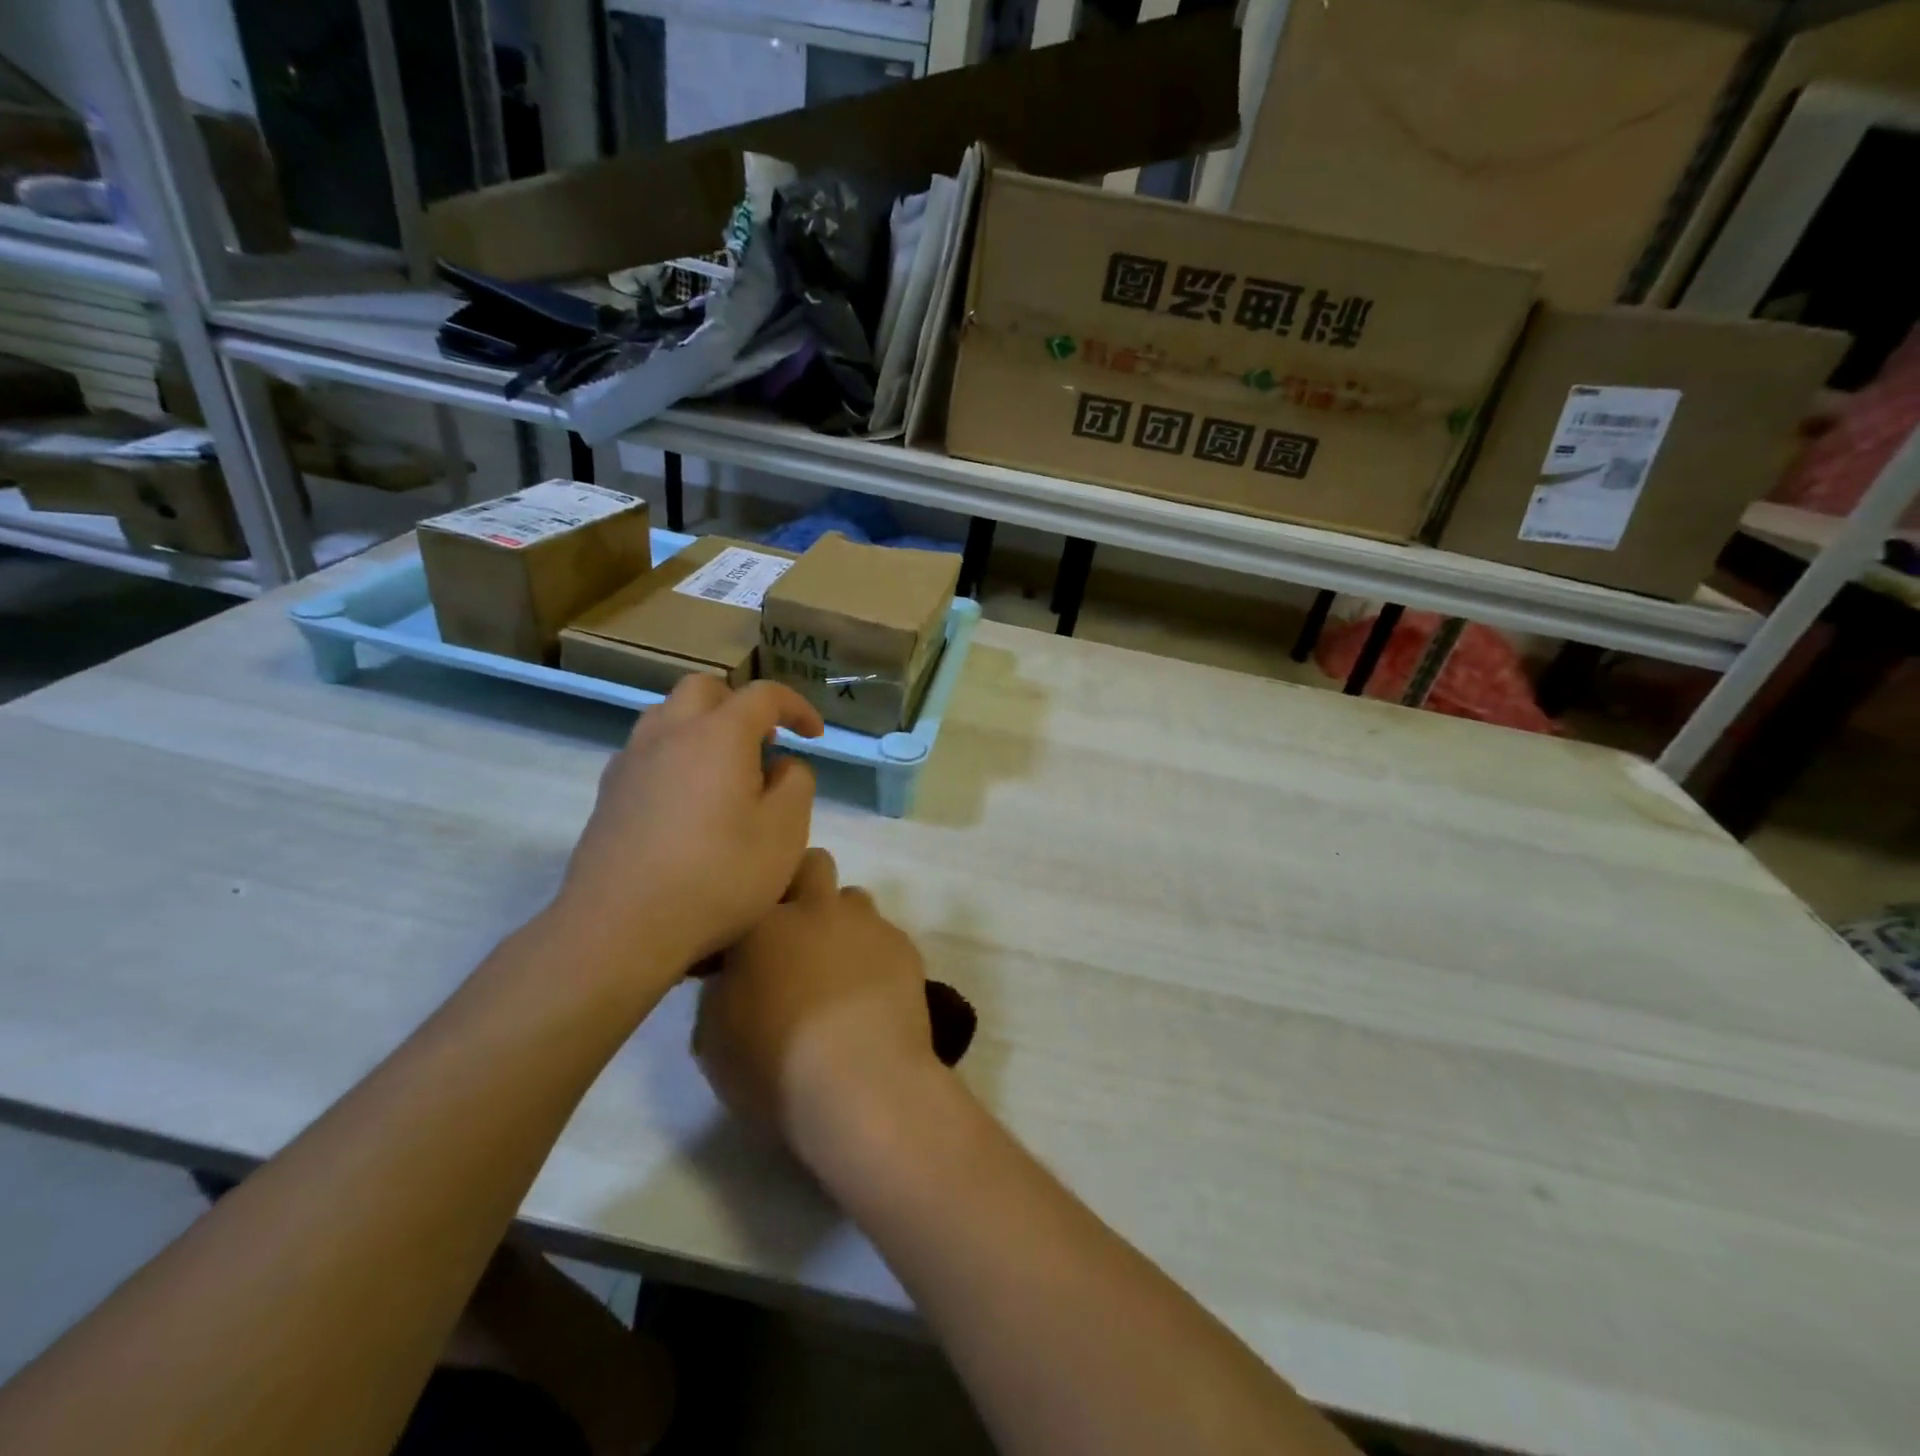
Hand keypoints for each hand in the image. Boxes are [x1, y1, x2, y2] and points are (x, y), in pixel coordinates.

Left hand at [555, 676, 823, 978]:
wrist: (621, 926)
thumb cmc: (717, 876)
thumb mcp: (785, 832)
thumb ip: (796, 784)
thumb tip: (781, 765)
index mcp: (719, 735)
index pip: (764, 695)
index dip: (796, 706)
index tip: (814, 734)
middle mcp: (670, 733)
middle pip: (705, 689)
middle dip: (740, 704)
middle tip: (764, 743)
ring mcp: (632, 762)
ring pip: (668, 715)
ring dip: (703, 725)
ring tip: (725, 768)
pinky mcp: (608, 793)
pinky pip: (646, 750)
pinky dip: (675, 754)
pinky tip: (687, 799)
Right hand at [694, 848, 940, 1156]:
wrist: (859, 1083)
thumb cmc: (774, 1064)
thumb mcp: (713, 1036)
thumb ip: (721, 988)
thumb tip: (734, 974)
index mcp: (763, 922)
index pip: (758, 883)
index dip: (757, 902)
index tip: (751, 930)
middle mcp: (817, 908)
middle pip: (814, 863)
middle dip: (805, 884)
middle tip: (796, 930)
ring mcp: (866, 924)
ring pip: (854, 899)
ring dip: (842, 921)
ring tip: (838, 966)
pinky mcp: (904, 948)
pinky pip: (885, 935)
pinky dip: (874, 954)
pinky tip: (872, 993)